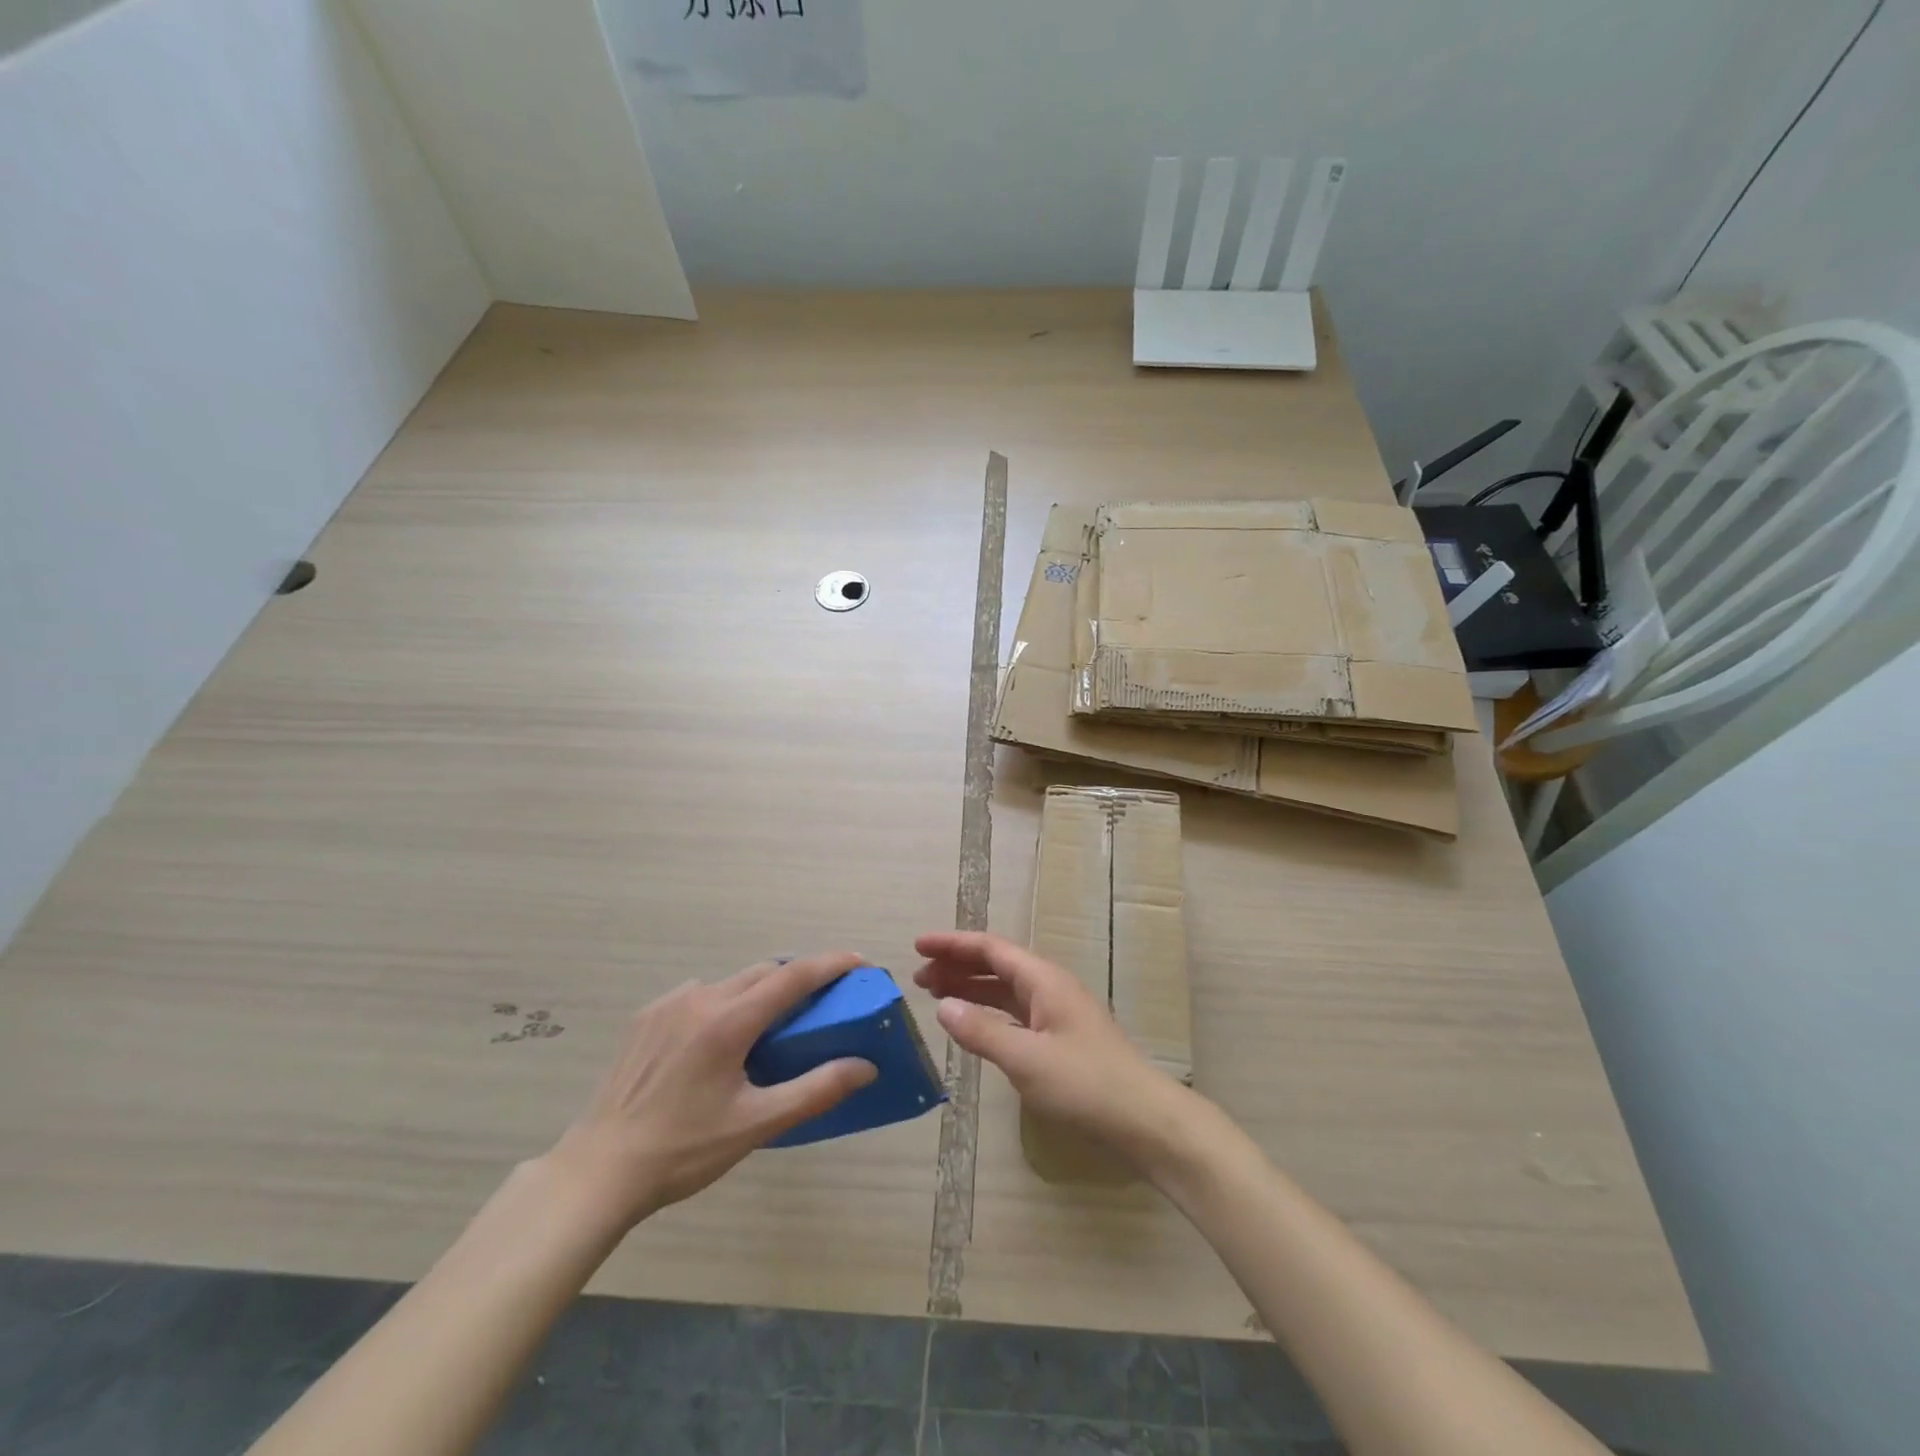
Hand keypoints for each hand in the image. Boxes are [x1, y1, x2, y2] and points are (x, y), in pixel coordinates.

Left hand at [545, 952, 876, 1227]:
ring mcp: (668, 1004)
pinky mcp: (646, 1018)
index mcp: (729, 1021)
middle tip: (822, 1001)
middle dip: (798, 978)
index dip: (831, 964)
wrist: (597, 1171)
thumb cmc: (683, 1150)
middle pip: (764, 972)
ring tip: (769, 1028)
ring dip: (760, 992)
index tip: (860, 962)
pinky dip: (724, 1004)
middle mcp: (700, 998)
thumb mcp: (756, 1124)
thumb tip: (865, 1066)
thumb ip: (815, 1090)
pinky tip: (718, 1042)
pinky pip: (699, 995)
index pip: (793, 976)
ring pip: (731, 982)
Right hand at [913, 931, 1193, 1170]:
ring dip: (970, 988)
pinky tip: (972, 1024)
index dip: (953, 944)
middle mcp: (1049, 987)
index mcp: (1043, 979)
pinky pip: (1014, 1011)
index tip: (918, 946)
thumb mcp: (1026, 1059)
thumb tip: (942, 1007)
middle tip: (918, 976)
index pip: (990, 948)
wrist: (1143, 1118)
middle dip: (957, 965)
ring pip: (1005, 989)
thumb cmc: (1084, 1083)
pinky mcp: (1060, 1037)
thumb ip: (982, 1031)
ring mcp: (1056, 1012)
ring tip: (934, 995)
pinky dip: (988, 1012)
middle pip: (996, 964)